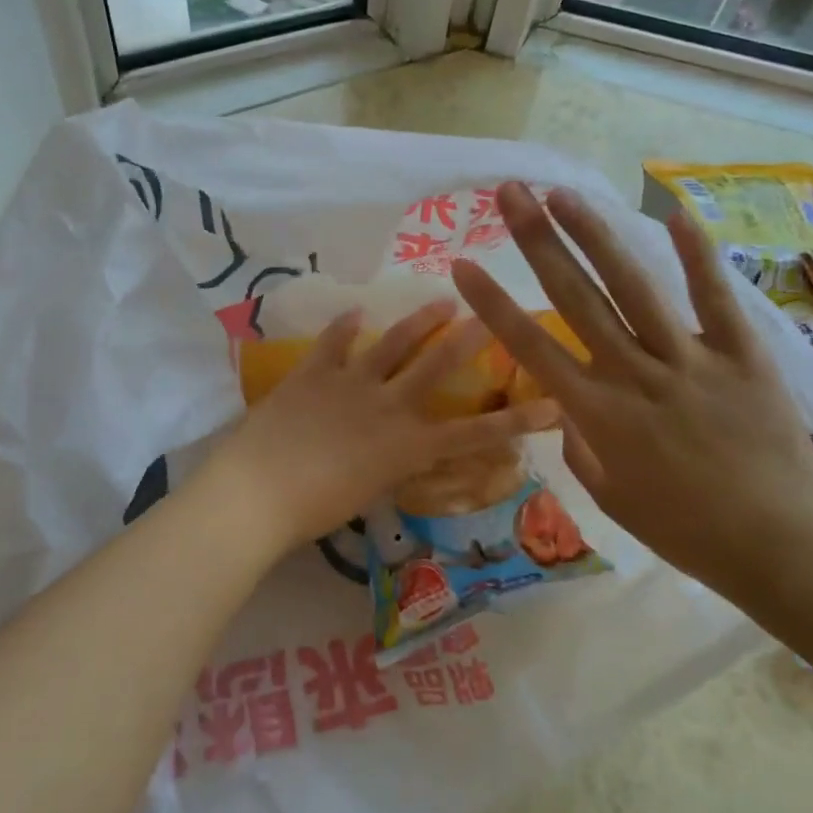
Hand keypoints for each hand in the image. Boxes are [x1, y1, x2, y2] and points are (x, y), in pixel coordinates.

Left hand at [202, 301, 559, 555]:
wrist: (259, 490)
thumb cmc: (313, 511)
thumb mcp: (366, 494)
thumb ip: (387, 467)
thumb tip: (395, 454)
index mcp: (405, 445)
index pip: (473, 434)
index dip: (516, 421)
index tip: (554, 404)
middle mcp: (388, 405)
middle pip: (436, 366)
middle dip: (468, 341)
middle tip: (493, 314)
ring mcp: (350, 382)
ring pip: (392, 343)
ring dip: (418, 321)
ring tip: (441, 301)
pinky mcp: (313, 371)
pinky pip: (333, 342)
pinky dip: (344, 327)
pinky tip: (355, 311)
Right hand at [451, 182, 812, 608]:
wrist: (779, 544)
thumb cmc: (684, 529)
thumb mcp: (609, 497)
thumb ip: (579, 445)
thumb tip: (567, 408)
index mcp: (597, 412)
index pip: (530, 347)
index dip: (493, 304)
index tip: (462, 264)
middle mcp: (634, 374)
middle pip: (576, 297)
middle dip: (538, 241)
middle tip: (513, 194)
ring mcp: (689, 360)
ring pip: (634, 286)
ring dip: (596, 235)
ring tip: (565, 195)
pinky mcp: (741, 355)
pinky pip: (716, 299)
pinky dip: (697, 256)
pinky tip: (674, 214)